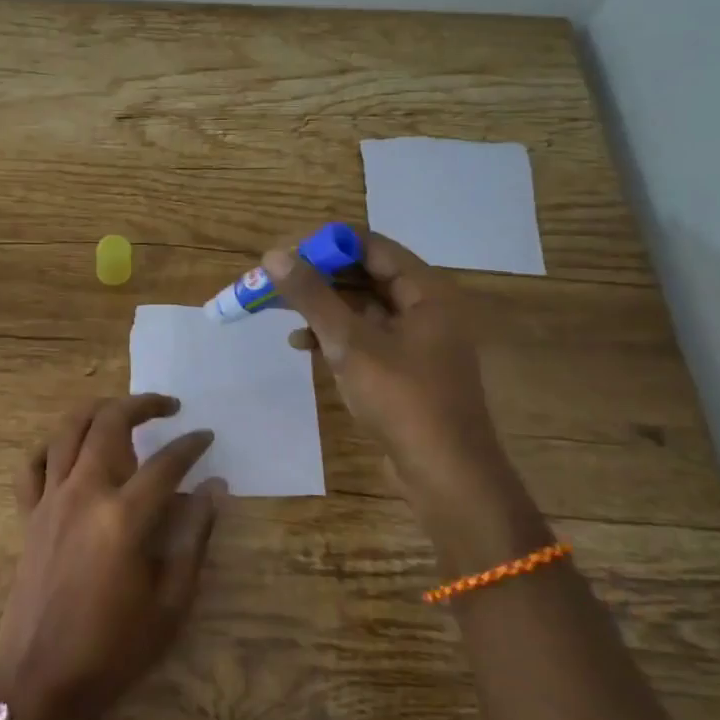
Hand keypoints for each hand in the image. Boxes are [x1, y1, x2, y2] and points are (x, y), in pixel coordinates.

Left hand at [0, 395, 223, 719]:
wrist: (39, 679)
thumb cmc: (113, 649)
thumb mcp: (171, 603)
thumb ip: (194, 539)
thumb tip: (214, 489)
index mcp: (123, 517)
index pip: (166, 463)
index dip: (192, 446)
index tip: (207, 438)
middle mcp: (84, 493)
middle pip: (110, 423)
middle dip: (142, 404)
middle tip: (169, 407)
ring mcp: (50, 500)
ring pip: (68, 430)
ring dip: (98, 410)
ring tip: (123, 411)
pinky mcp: (28, 514)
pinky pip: (33, 464)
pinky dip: (52, 446)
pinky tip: (70, 450)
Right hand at [264, 231, 519, 513]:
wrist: (445, 474)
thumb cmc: (402, 399)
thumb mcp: (350, 343)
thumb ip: (312, 297)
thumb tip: (274, 256)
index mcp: (427, 292)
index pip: (373, 246)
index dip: (329, 244)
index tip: (287, 252)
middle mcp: (426, 309)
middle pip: (366, 276)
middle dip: (321, 278)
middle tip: (277, 282)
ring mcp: (417, 342)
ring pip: (363, 308)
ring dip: (324, 308)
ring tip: (281, 313)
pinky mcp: (405, 371)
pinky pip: (366, 338)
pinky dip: (336, 337)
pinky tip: (303, 346)